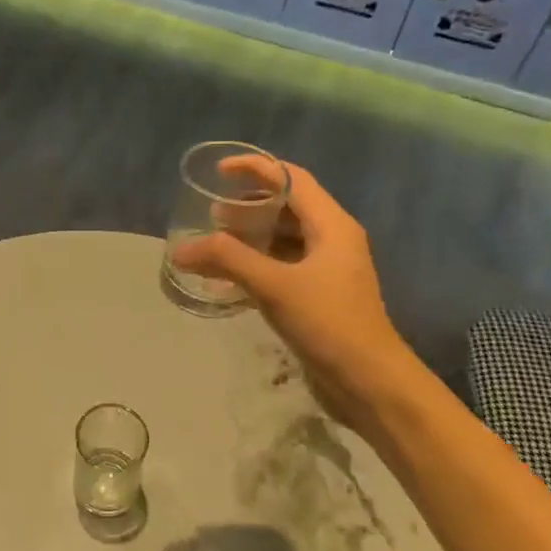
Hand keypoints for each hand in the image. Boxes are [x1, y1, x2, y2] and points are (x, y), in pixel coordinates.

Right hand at [171, 160, 414, 437]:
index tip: (219, 171)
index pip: (292, 179)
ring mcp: (326, 270)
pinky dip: (254, 266)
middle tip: (210, 213)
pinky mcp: (317, 297)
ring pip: (282, 239)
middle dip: (248, 205)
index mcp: (332, 225)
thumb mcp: (274, 284)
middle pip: (287, 207)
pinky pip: (281, 268)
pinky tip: (226, 280)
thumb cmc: (328, 322)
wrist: (369, 382)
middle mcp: (332, 240)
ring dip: (249, 237)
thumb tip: (181, 249)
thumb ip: (227, 259)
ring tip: (213, 242)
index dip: (256, 169)